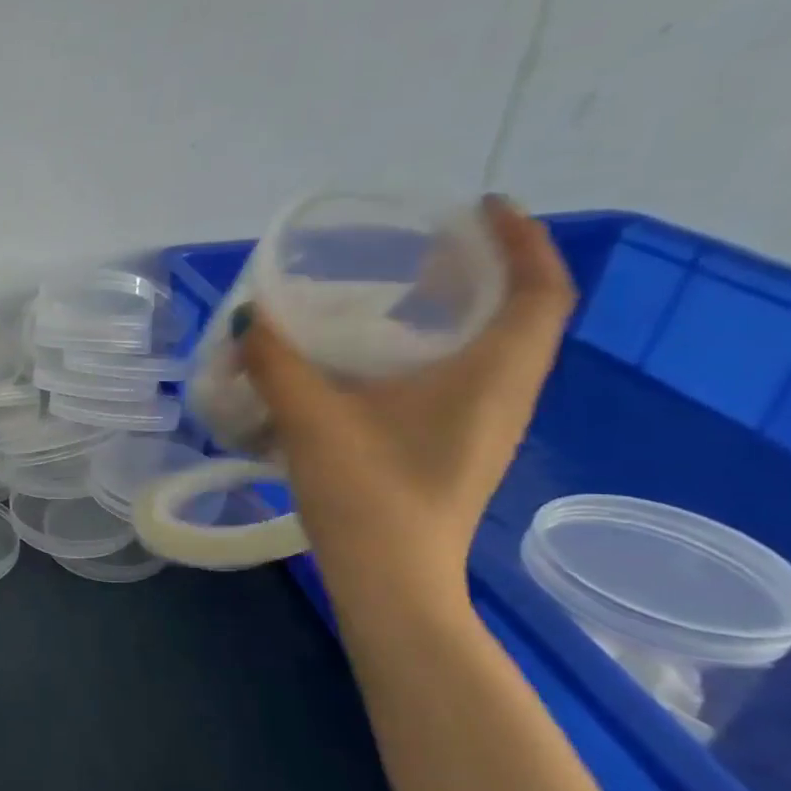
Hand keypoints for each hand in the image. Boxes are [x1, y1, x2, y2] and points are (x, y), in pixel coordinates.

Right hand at [239, 195, 574, 601]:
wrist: (392, 584)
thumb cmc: (368, 495)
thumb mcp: (313, 420)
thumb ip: (277, 363)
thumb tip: (250, 316)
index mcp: (492, 375)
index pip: (540, 288)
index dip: (521, 238)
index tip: (481, 206)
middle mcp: (504, 395)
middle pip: (521, 315)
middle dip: (485, 271)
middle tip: (428, 249)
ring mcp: (484, 428)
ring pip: (492, 350)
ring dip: (461, 314)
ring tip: (402, 296)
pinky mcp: (456, 451)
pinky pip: (464, 380)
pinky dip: (437, 353)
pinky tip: (378, 365)